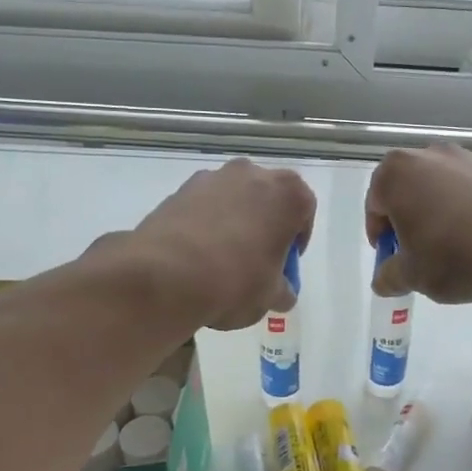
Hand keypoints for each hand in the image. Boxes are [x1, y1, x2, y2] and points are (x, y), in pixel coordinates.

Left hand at [128, 159, 315, 329]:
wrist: (166, 276)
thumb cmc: (236, 281)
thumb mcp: (271, 296)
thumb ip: (283, 290)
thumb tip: (281, 292)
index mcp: (287, 193)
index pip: (304, 211)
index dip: (297, 241)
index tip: (285, 265)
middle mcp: (252, 174)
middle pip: (268, 199)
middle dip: (265, 225)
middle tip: (257, 261)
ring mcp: (213, 178)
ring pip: (233, 200)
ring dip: (234, 223)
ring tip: (222, 261)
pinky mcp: (179, 190)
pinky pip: (203, 207)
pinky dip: (205, 225)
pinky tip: (196, 257)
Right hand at [366, 145, 471, 302]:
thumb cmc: (452, 255)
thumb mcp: (412, 275)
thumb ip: (389, 276)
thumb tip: (384, 280)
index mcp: (395, 174)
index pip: (374, 206)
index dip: (380, 236)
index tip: (392, 258)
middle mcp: (427, 155)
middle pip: (406, 191)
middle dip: (407, 221)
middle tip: (417, 254)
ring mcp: (464, 158)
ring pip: (438, 189)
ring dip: (436, 214)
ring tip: (450, 248)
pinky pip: (467, 191)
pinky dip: (464, 210)